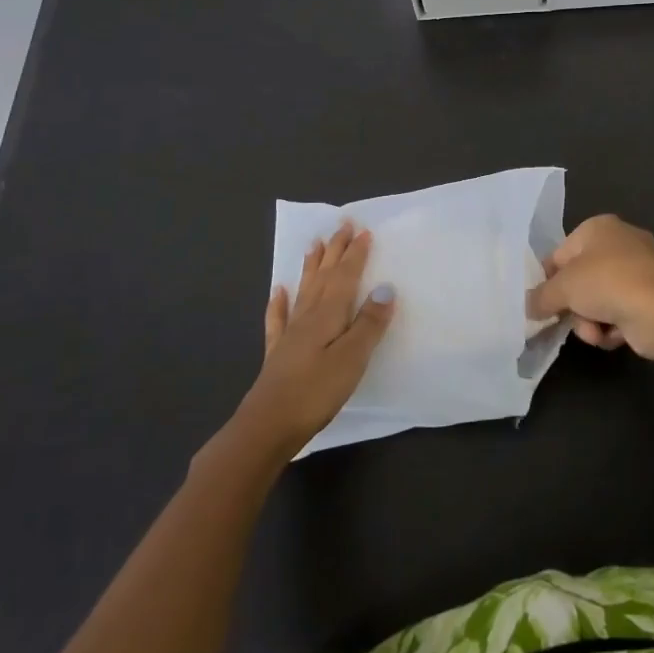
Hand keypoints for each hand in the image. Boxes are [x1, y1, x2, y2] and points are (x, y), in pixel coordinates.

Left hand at [235, 221, 395, 454]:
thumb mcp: (352, 357)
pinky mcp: (279, 354)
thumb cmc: (316, 392)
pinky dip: (279, 302)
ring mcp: (291, 335)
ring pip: (304, 291)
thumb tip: (385, 287)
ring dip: (311, 267)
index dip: (355, 254)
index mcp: (328, 315)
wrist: (267, 426)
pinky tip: (278, 291)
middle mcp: (308, 317)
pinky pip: (279, 319)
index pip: (345, 277)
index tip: (363, 230)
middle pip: (324, 277)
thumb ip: (369, 322)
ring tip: (314, 244)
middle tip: (341, 225)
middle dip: (335, 251)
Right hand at [527, 214, 653, 358]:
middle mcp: (620, 242)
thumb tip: (529, 307)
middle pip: (580, 280)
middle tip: (568, 320)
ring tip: (595, 332)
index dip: (549, 281)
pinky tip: (613, 335)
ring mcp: (639, 269)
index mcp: (598, 227)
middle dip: (573, 306)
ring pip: (597, 300)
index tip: (542, 304)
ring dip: (590, 321)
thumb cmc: (607, 283)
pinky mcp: (651, 296)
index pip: (560, 254)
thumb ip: (540, 297)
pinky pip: (619, 312)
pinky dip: (612, 326)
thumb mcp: (562, 288)